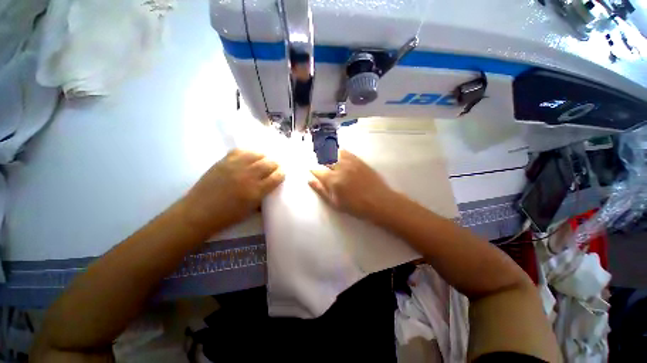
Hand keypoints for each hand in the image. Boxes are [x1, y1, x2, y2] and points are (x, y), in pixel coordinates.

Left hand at [182, 149, 284, 233]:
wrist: (198, 212)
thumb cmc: (227, 216)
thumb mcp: (250, 210)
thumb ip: (262, 197)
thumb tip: (269, 187)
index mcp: (256, 191)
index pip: (276, 177)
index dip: (281, 174)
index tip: (282, 173)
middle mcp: (248, 176)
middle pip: (269, 164)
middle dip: (275, 164)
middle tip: (275, 166)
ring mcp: (235, 167)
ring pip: (257, 155)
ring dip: (264, 157)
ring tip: (264, 160)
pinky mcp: (224, 162)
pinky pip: (240, 151)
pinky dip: (248, 152)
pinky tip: (250, 156)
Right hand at [309, 150, 396, 220]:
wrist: (379, 201)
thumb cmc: (355, 206)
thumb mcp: (336, 203)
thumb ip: (321, 190)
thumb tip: (310, 180)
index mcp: (333, 180)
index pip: (317, 171)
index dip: (313, 170)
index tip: (311, 170)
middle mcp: (340, 168)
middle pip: (324, 159)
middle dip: (319, 160)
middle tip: (318, 163)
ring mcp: (350, 162)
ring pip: (334, 153)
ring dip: (328, 154)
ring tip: (326, 157)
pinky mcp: (359, 160)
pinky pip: (346, 152)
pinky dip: (339, 152)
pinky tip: (338, 155)